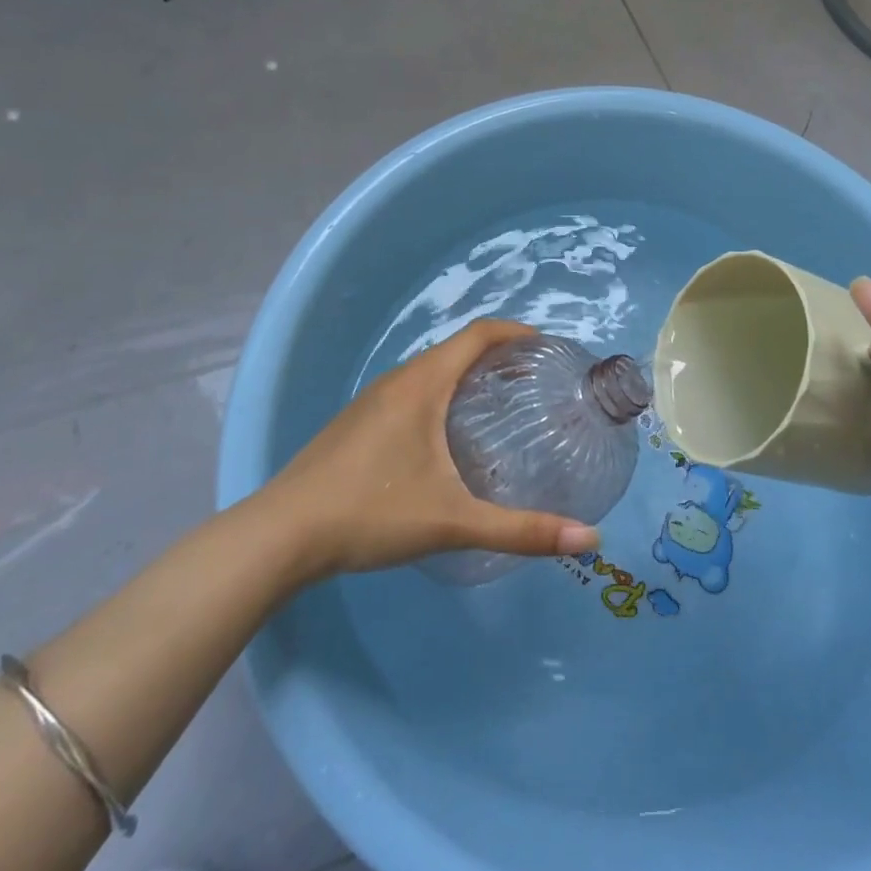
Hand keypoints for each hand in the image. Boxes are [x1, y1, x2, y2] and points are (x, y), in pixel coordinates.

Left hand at [268, 319, 599, 578]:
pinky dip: (442, 396)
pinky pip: (411, 392)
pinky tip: (447, 439)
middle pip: (457, 349)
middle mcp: (398, 380)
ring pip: (431, 372)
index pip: (479, 334)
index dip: (516, 332)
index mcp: (423, 383)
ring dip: (467, 377)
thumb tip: (590, 539)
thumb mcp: (453, 522)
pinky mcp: (356, 423)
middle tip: (534, 384)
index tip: (548, 347)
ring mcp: (372, 401)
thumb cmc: (371, 513)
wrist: (280, 535)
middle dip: (498, 357)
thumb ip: (521, 530)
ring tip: (499, 407)